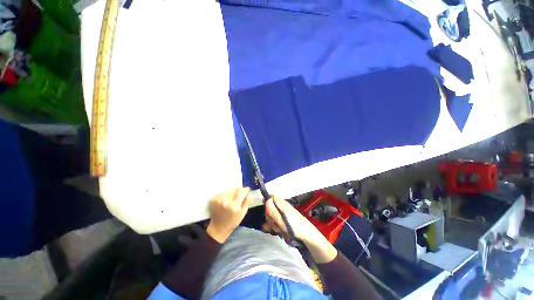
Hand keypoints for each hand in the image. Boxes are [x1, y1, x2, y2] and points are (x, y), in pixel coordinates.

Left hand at [206, 188, 250, 242]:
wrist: (218, 228)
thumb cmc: (233, 221)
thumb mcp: (243, 213)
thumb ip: (247, 201)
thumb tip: (249, 192)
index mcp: (234, 206)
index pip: (241, 192)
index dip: (245, 190)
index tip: (247, 190)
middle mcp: (225, 201)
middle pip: (234, 189)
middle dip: (239, 191)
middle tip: (240, 195)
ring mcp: (218, 200)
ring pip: (228, 190)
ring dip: (232, 192)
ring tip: (233, 198)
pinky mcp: (213, 199)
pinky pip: (223, 192)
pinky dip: (226, 194)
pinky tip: (226, 200)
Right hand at [264, 197, 337, 262]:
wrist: (307, 236)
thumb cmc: (295, 227)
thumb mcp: (282, 220)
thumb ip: (273, 210)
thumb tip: (266, 199)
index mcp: (282, 204)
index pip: (271, 197)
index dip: (267, 202)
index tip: (266, 212)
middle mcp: (283, 207)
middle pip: (271, 207)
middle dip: (269, 216)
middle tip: (273, 223)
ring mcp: (284, 213)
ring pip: (273, 215)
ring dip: (272, 222)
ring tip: (276, 229)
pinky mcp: (286, 220)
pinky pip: (277, 220)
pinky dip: (275, 225)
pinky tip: (277, 231)